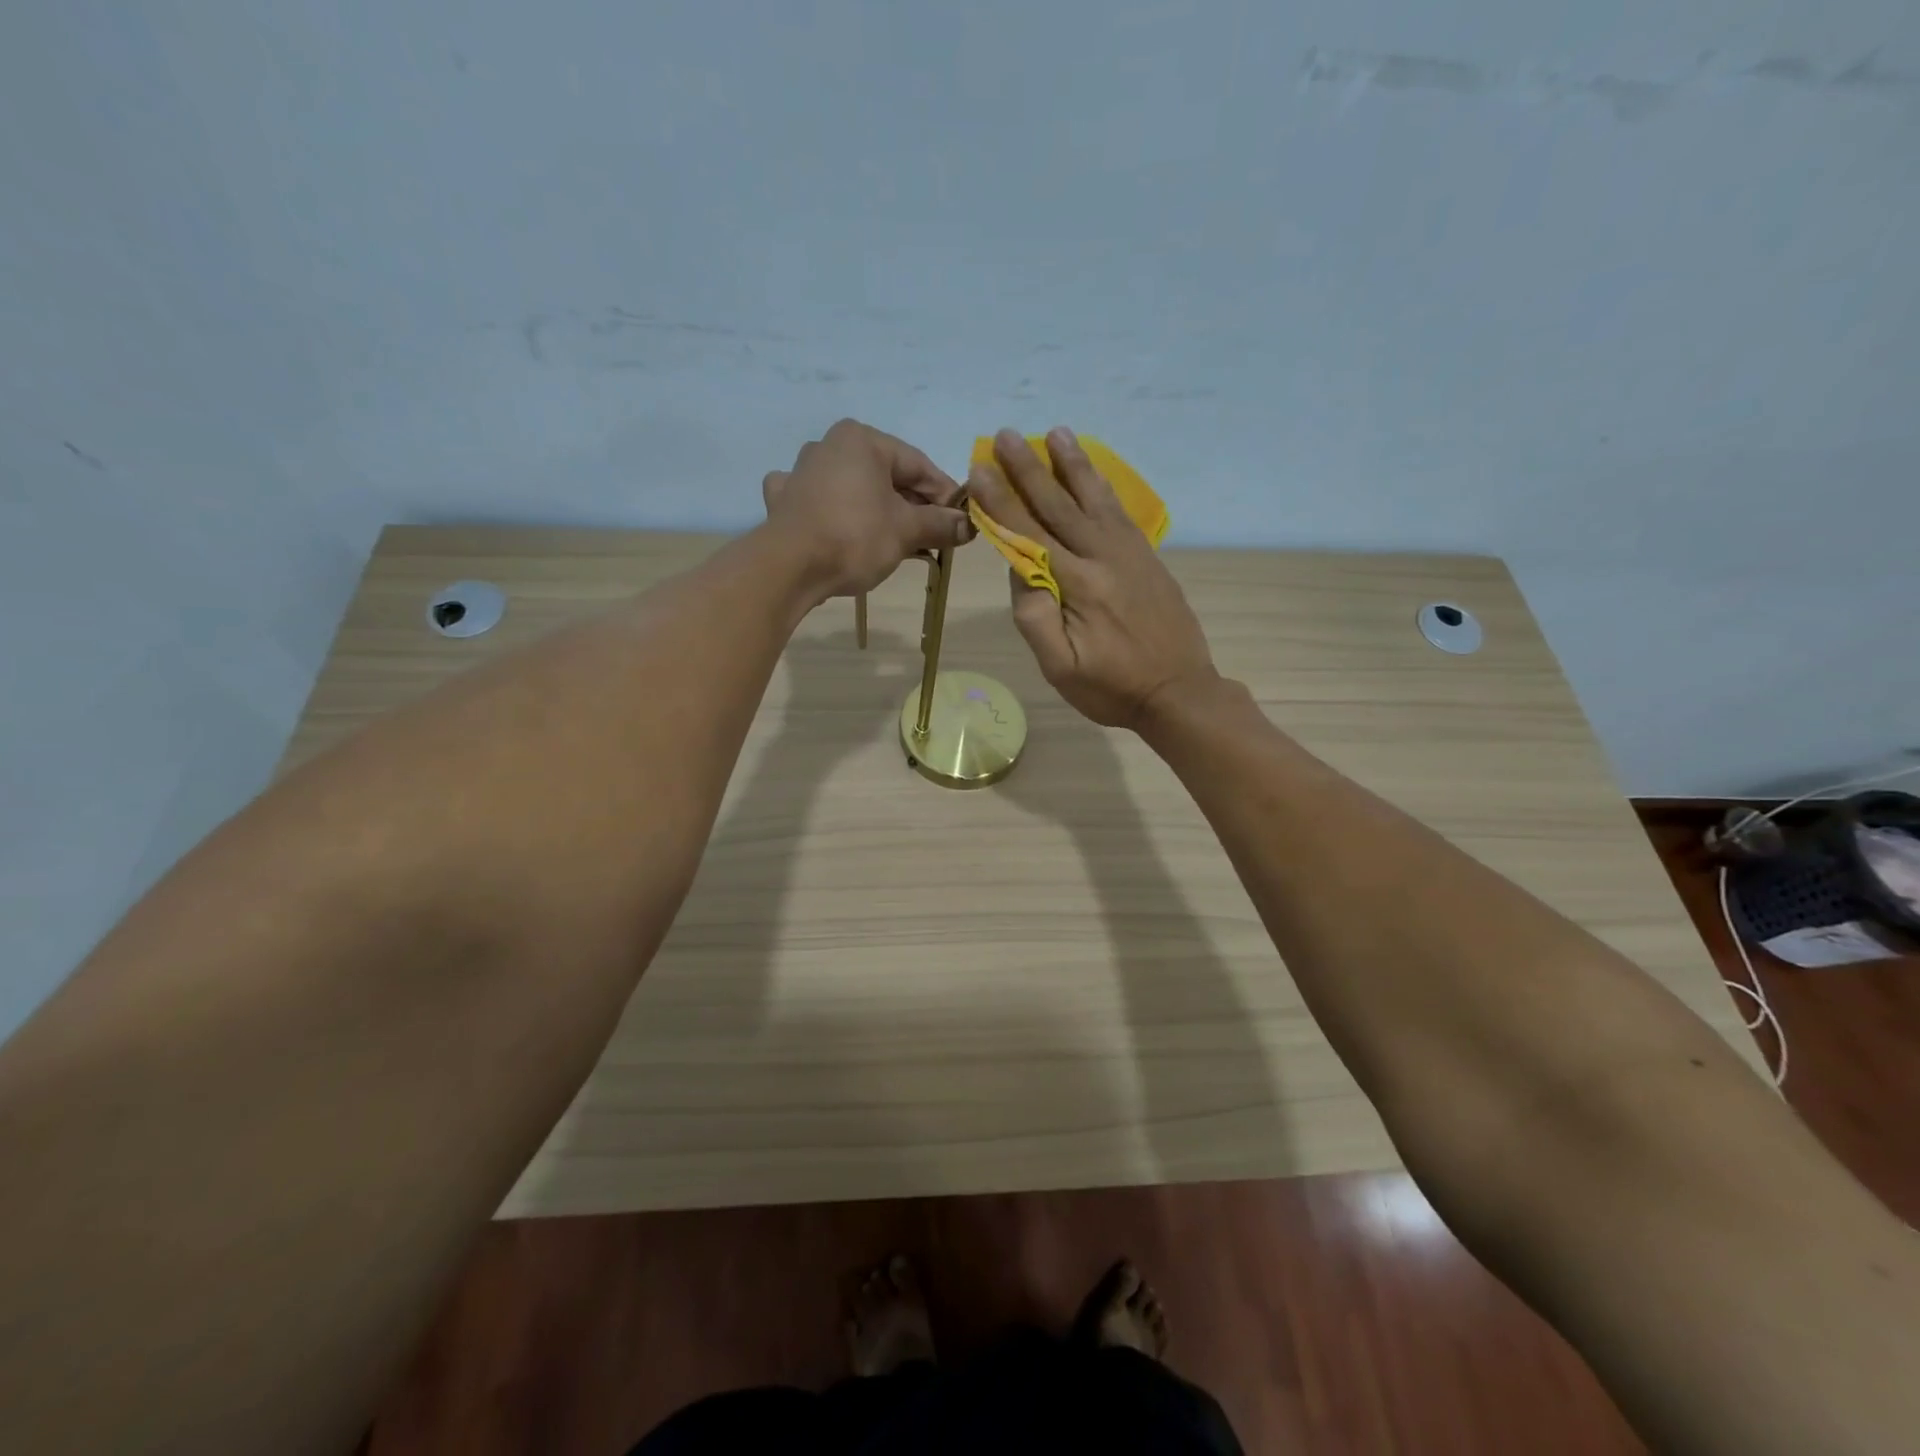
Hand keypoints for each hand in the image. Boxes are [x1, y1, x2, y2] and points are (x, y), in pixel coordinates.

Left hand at [762, 419, 972, 597]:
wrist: (789, 568)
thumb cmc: (855, 537)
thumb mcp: (907, 530)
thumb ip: (941, 524)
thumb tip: (969, 525)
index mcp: (862, 440)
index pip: (918, 465)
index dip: (945, 495)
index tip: (961, 521)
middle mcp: (829, 445)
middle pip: (886, 476)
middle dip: (913, 507)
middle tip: (935, 537)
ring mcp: (801, 472)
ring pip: (854, 489)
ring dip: (879, 512)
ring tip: (898, 541)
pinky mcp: (784, 501)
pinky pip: (819, 501)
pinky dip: (835, 512)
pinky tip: (837, 525)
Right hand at [969, 427, 1216, 730]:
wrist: (1179, 692)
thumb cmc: (1112, 688)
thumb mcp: (1061, 668)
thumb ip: (1034, 619)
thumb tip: (1017, 571)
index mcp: (1078, 585)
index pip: (1029, 534)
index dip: (1001, 501)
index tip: (979, 470)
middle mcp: (1104, 557)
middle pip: (1059, 506)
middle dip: (1029, 470)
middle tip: (1005, 436)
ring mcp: (1130, 553)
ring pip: (1094, 499)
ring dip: (1072, 464)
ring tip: (1055, 433)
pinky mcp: (1147, 557)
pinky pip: (1120, 510)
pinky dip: (1102, 485)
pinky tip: (1092, 473)